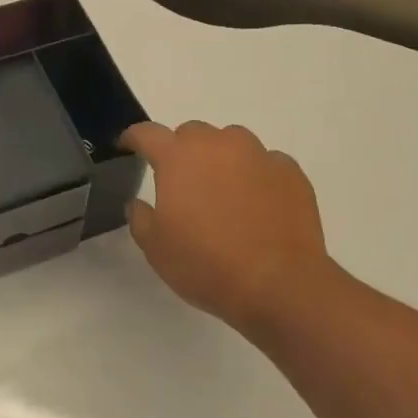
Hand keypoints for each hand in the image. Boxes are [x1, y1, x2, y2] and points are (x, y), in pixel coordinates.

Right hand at [120, 121, 336, 347]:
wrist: (279, 284)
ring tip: (223, 193)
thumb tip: (139, 203)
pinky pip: (265, 163)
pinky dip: (255, 176)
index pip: (147, 133)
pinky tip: (257, 205)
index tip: (128, 146)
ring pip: (231, 143)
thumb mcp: (155, 248)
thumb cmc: (206, 264)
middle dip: (181, 151)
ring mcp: (259, 154)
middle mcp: (219, 144)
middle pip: (192, 133)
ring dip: (220, 159)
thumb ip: (140, 217)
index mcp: (178, 157)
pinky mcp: (290, 171)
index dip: (133, 138)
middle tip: (181, 184)